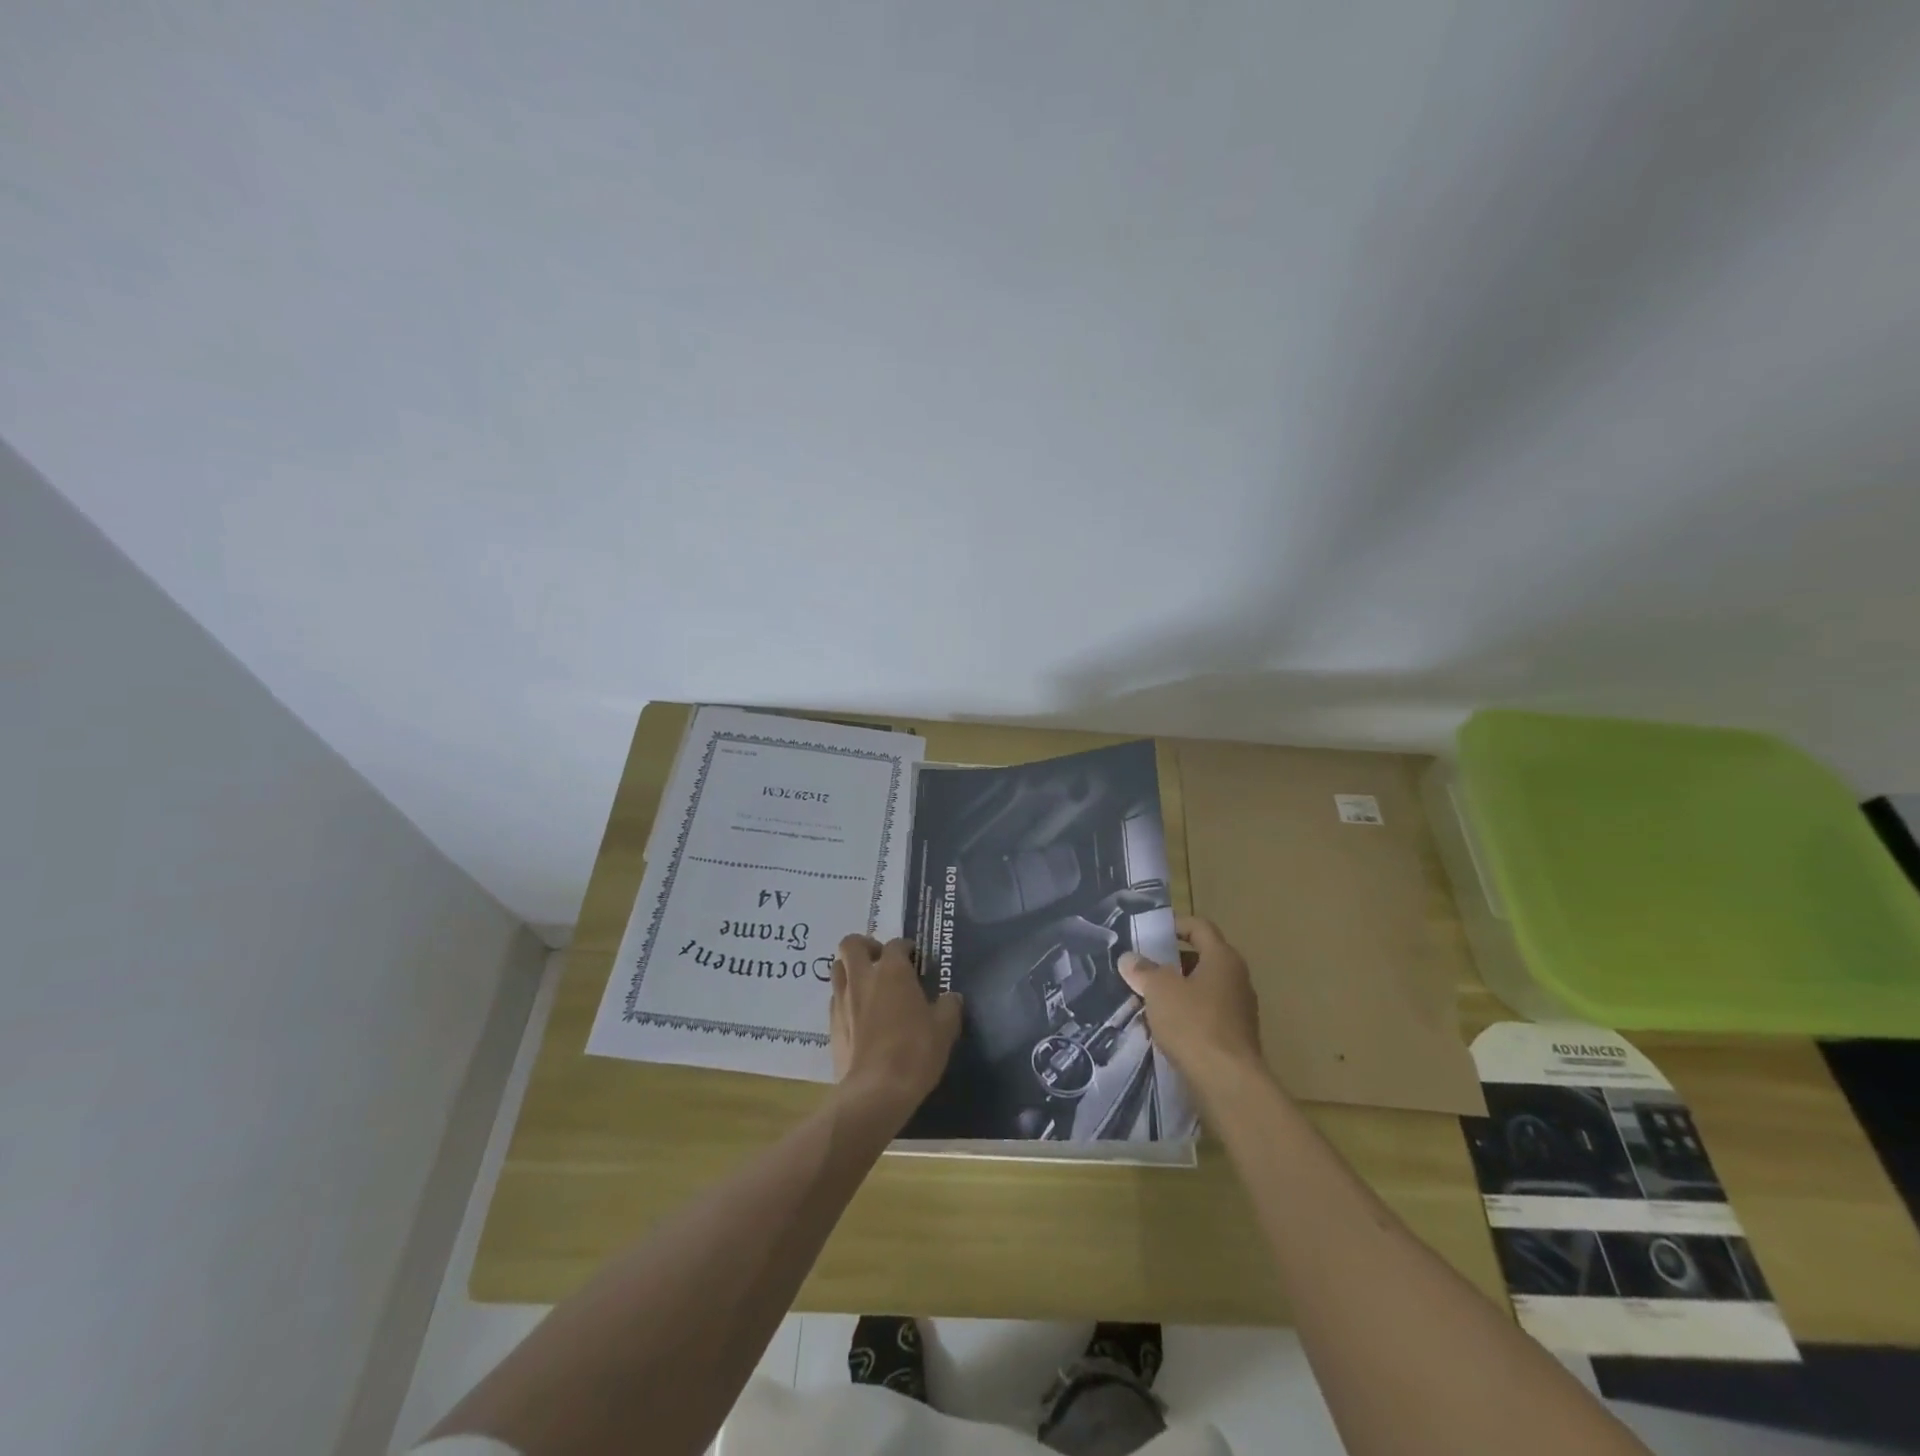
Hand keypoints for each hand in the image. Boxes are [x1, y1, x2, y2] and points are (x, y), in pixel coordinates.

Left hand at [829, 935, 963, 1115]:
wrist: (876, 1091)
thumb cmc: (915, 1051)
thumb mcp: (944, 1028)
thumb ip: (949, 1007)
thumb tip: (951, 998)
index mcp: (892, 971)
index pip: (896, 944)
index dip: (906, 947)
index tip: (915, 957)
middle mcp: (863, 978)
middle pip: (851, 944)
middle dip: (865, 945)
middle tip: (881, 960)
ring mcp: (843, 1001)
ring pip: (837, 969)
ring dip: (850, 970)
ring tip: (868, 986)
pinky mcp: (832, 1026)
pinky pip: (835, 1000)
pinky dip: (845, 999)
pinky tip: (860, 1016)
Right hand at [1118, 917, 1263, 1092]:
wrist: (1228, 1083)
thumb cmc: (1194, 1023)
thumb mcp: (1159, 990)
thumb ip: (1143, 970)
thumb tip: (1129, 959)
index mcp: (1223, 958)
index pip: (1199, 927)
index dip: (1174, 925)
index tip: (1149, 933)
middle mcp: (1236, 979)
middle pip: (1201, 958)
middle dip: (1170, 962)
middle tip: (1142, 967)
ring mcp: (1239, 1010)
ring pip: (1202, 989)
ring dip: (1177, 991)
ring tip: (1147, 999)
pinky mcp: (1235, 1038)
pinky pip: (1206, 1015)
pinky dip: (1186, 1015)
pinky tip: (1163, 1028)